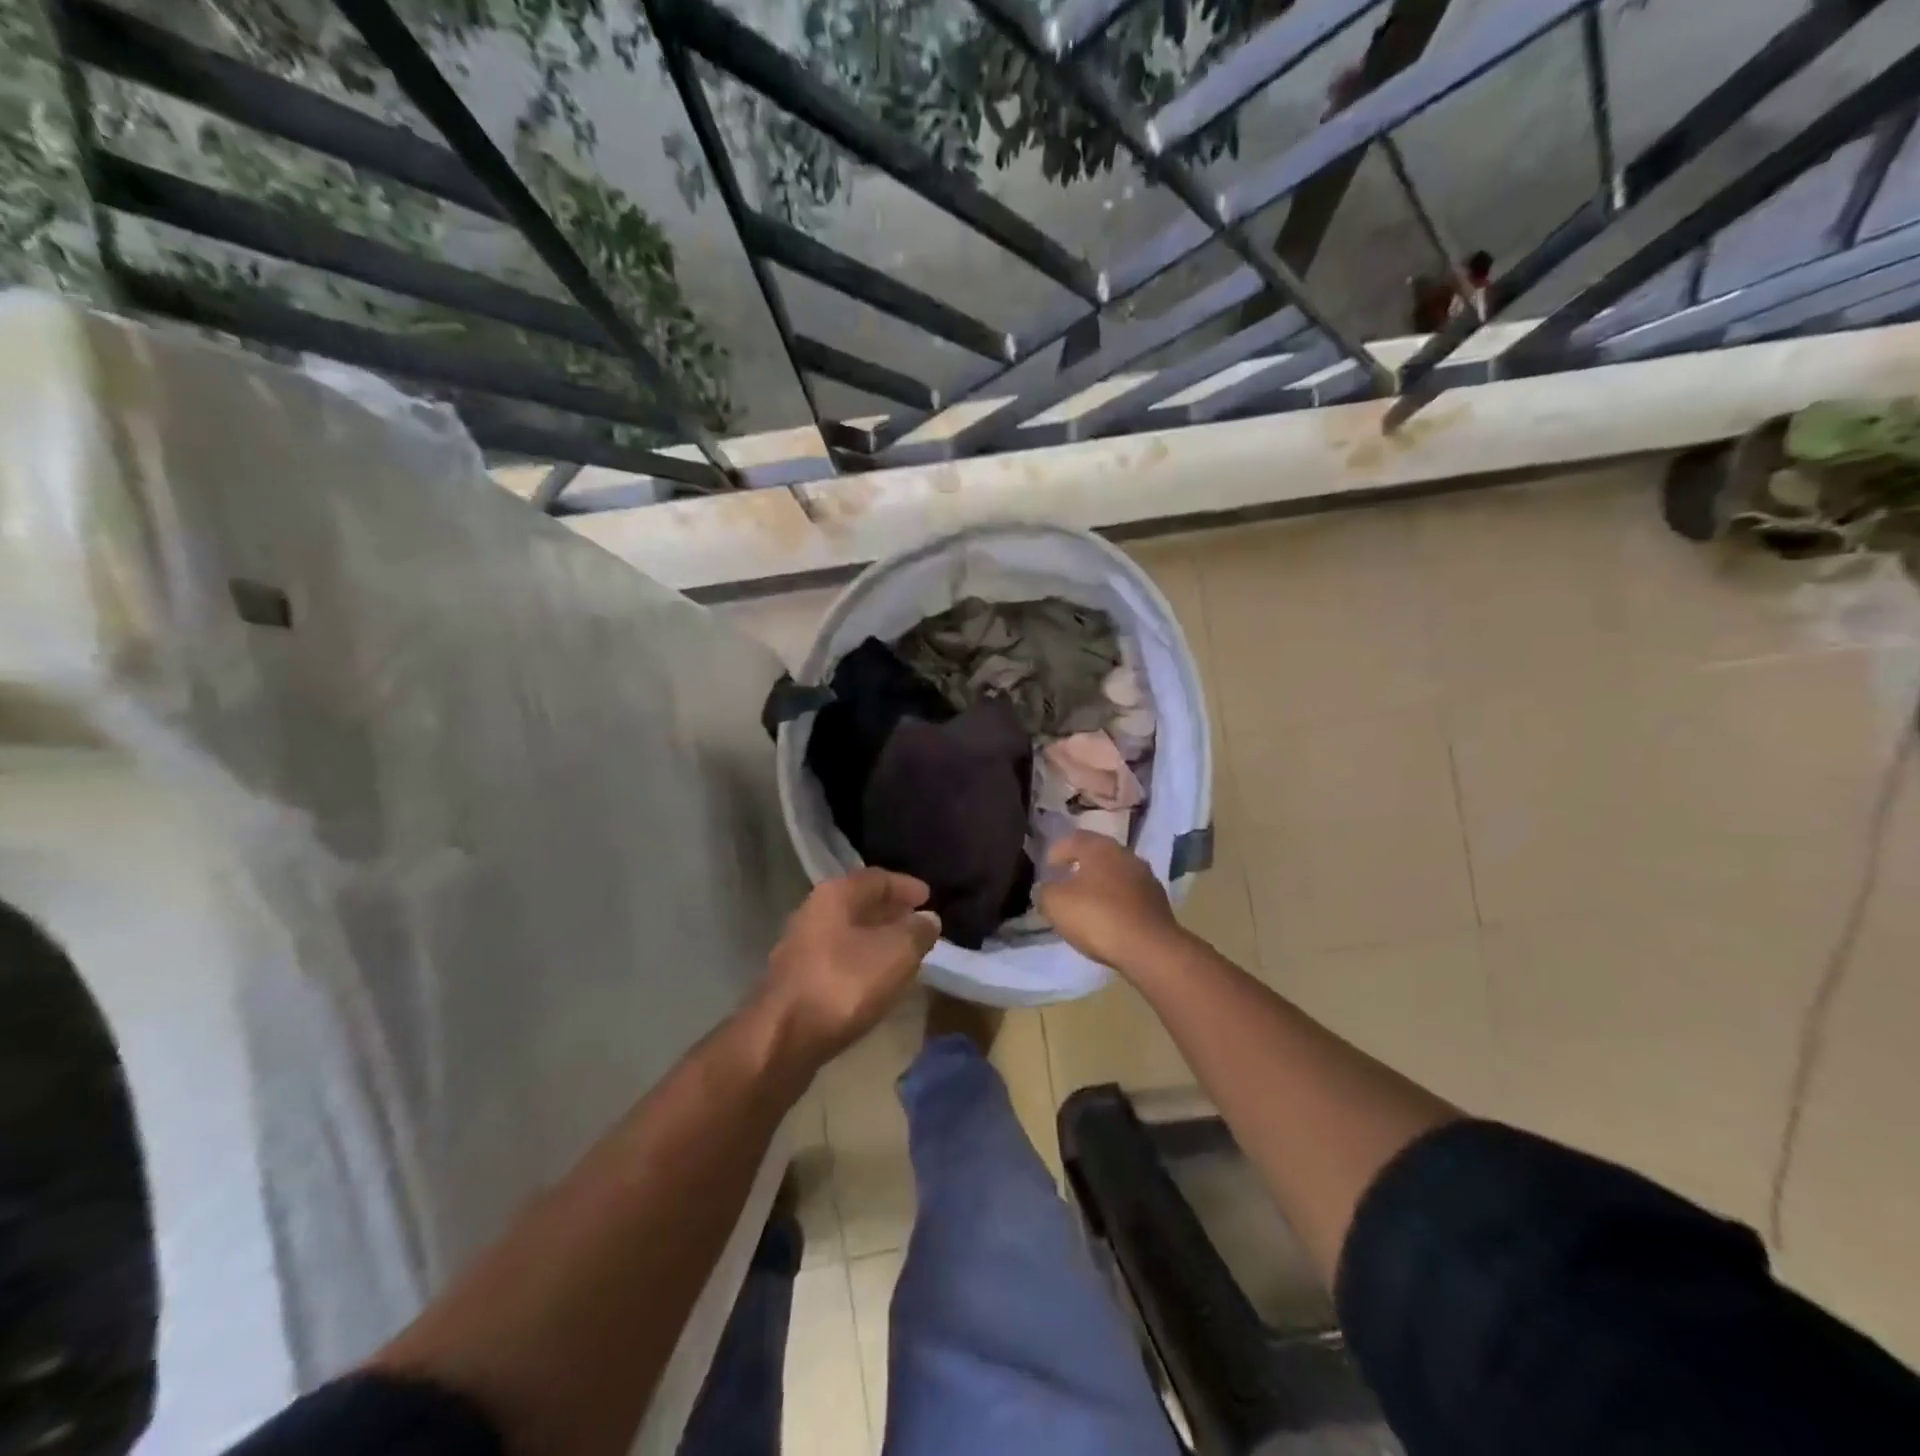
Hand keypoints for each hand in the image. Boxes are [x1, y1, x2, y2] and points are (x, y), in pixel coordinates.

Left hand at [758, 869, 940, 1067]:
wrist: (781, 1039)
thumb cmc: (843, 984)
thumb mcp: (896, 953)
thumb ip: (917, 932)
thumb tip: (928, 919)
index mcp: (835, 895)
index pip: (877, 878)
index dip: (905, 886)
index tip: (929, 897)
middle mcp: (813, 912)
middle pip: (858, 904)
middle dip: (890, 911)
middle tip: (918, 923)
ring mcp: (800, 947)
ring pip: (847, 932)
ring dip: (875, 938)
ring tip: (903, 951)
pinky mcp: (796, 980)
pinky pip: (838, 959)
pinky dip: (861, 961)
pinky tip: (876, 979)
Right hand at [1036, 831, 1184, 976]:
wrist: (1150, 948)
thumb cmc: (1098, 917)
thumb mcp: (1056, 904)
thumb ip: (1044, 891)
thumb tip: (1046, 888)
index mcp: (1099, 847)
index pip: (1073, 838)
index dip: (1057, 851)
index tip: (1047, 867)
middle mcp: (1125, 855)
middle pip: (1097, 854)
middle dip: (1080, 865)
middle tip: (1065, 881)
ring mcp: (1145, 877)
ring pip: (1115, 874)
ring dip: (1100, 884)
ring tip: (1085, 903)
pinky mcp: (1158, 902)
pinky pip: (1129, 895)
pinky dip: (1116, 901)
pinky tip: (1108, 918)